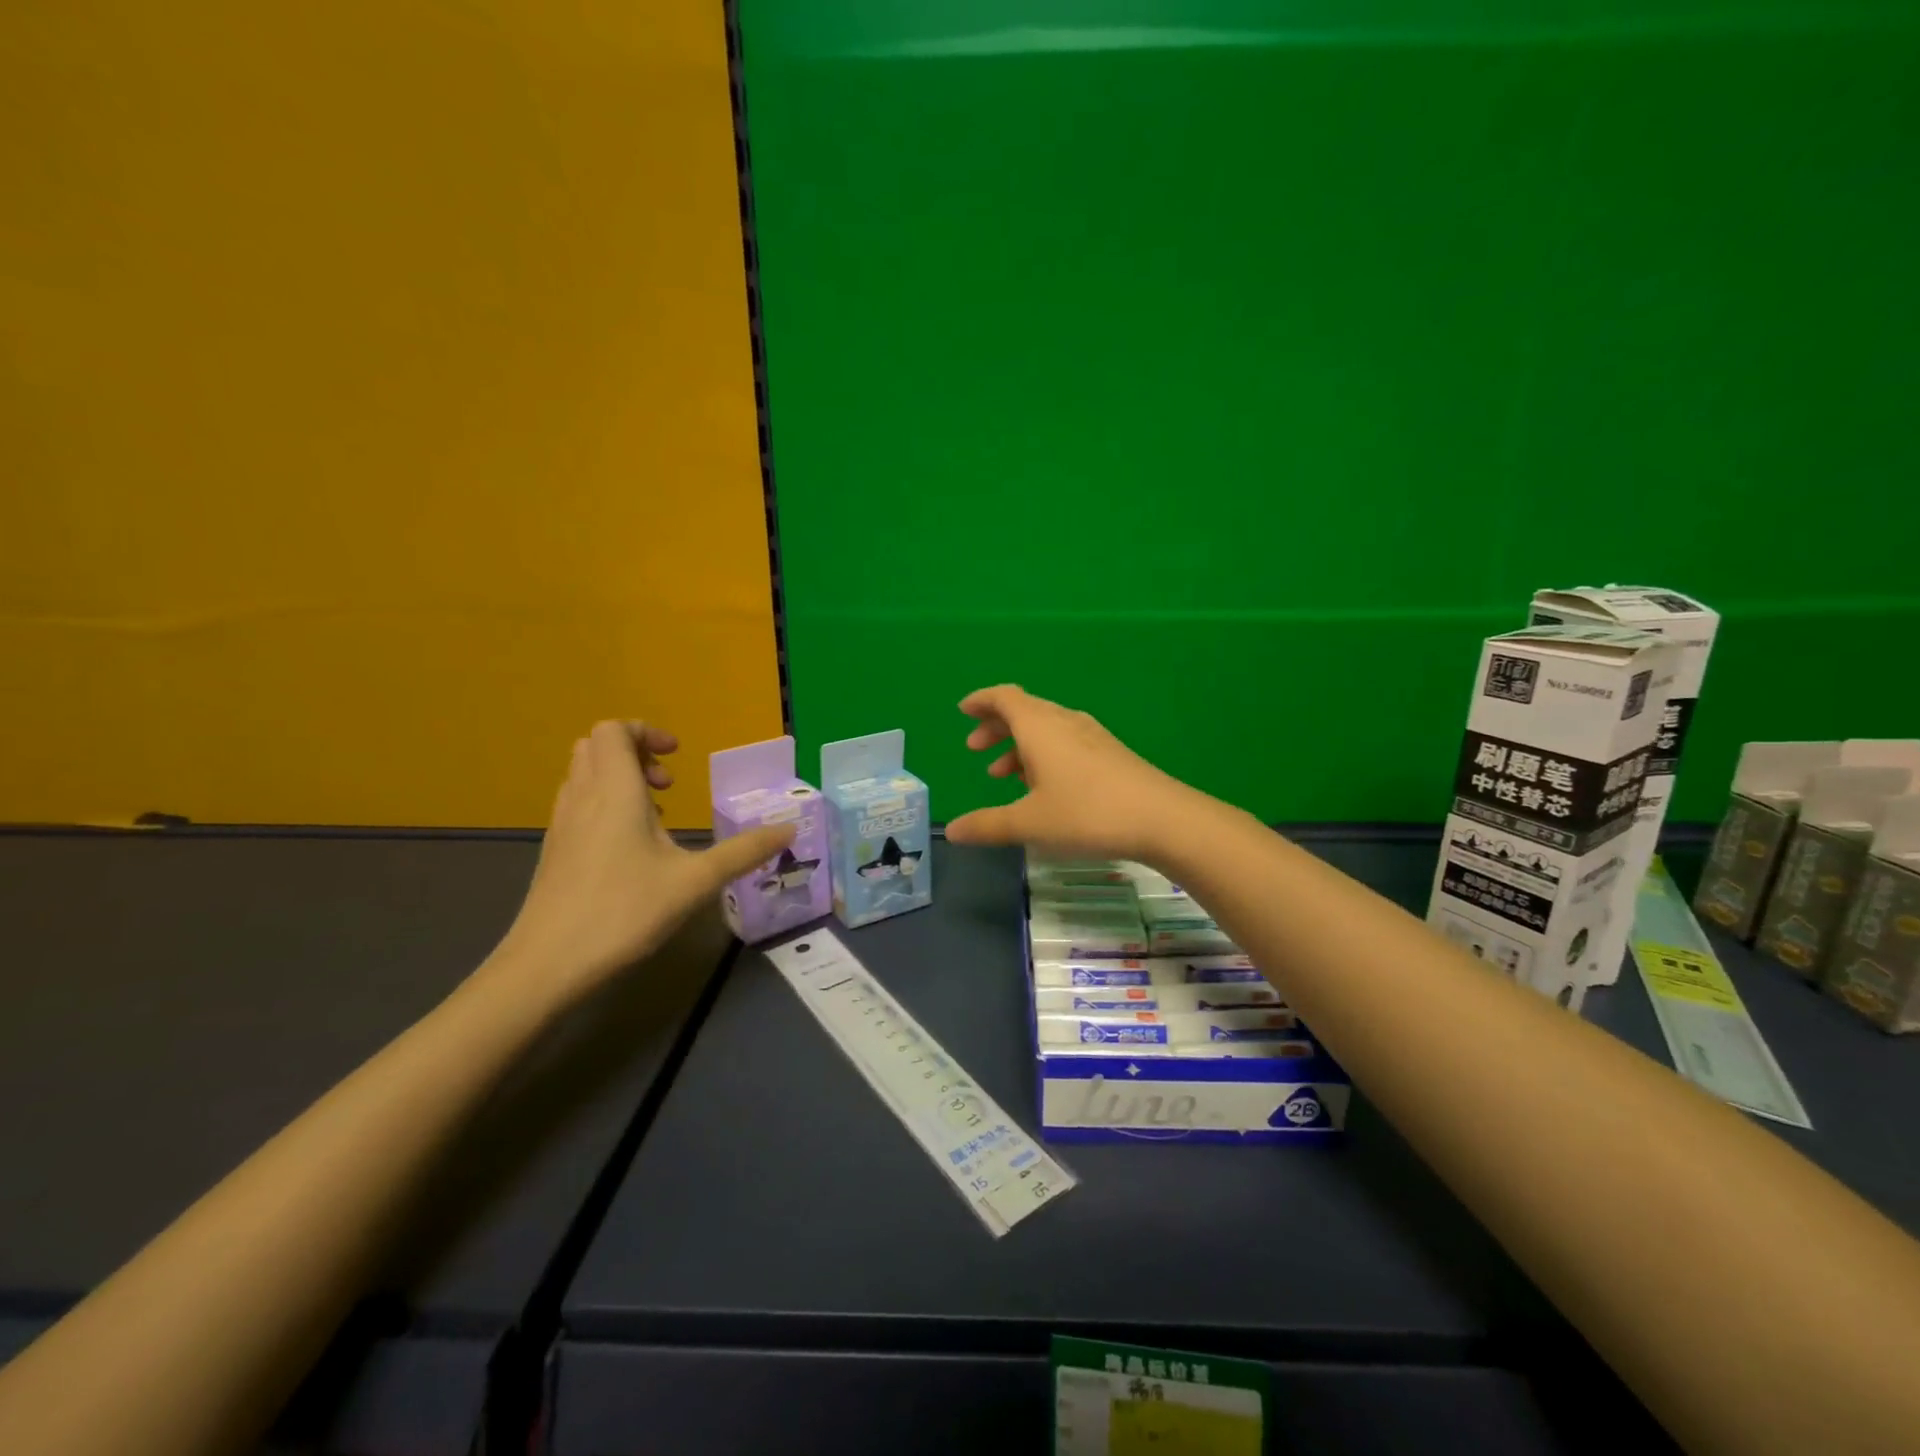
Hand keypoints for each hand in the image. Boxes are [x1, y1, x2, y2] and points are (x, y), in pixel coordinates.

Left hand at [490, 721, 793, 1001]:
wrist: (546, 966)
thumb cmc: (623, 912)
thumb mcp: (696, 882)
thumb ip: (744, 852)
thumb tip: (789, 829)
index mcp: (614, 792)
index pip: (613, 730)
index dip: (646, 732)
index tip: (678, 759)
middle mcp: (582, 798)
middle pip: (595, 747)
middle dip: (635, 753)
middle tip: (669, 784)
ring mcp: (563, 825)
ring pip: (584, 776)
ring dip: (621, 780)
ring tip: (657, 816)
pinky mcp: (555, 851)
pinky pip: (579, 805)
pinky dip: (606, 806)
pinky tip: (633, 849)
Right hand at [945, 685, 1196, 861]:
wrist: (1162, 818)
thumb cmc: (1087, 814)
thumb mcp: (1030, 823)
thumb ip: (988, 825)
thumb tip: (952, 831)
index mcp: (1040, 727)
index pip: (1005, 697)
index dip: (982, 701)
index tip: (963, 711)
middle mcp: (1064, 722)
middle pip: (1024, 710)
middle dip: (996, 727)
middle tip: (976, 749)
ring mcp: (1091, 736)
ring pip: (1046, 728)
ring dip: (1019, 745)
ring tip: (1003, 775)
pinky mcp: (1109, 753)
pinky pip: (1065, 742)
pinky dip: (1043, 754)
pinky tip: (1044, 786)